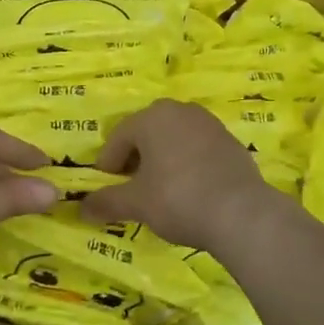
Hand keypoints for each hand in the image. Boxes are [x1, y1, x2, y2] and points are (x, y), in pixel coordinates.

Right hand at [79, 99, 286, 251]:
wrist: (242, 213)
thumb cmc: (178, 199)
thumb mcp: (136, 204)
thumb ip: (106, 202)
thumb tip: (81, 208)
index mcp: (153, 117)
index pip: (119, 136)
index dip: (109, 163)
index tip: (107, 187)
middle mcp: (181, 110)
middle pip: (147, 132)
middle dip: (136, 157)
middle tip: (131, 186)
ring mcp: (210, 124)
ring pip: (174, 138)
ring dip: (162, 159)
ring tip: (160, 189)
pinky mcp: (231, 142)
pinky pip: (198, 148)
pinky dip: (187, 164)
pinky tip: (189, 190)